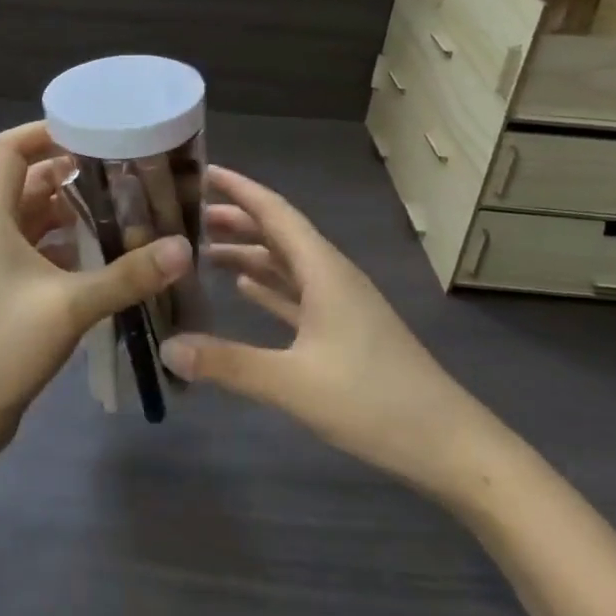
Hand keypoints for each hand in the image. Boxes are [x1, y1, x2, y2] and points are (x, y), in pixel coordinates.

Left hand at [0, 122, 191, 461]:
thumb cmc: (0, 347)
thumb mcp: (68, 307)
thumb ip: (126, 276)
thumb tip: (183, 248)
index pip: (9, 150)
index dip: (44, 132)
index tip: (91, 132)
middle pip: (29, 182)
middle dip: (73, 173)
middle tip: (124, 173)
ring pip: (38, 220)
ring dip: (75, 213)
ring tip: (125, 212)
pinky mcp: (8, 293)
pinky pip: (42, 254)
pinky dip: (71, 249)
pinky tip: (108, 260)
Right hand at [158, 165, 502, 501]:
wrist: (448, 445)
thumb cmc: (373, 401)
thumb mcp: (293, 383)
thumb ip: (228, 363)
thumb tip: (167, 347)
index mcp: (323, 270)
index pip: (275, 212)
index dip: (240, 189)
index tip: (202, 171)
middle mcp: (331, 275)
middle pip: (278, 233)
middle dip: (237, 219)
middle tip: (188, 214)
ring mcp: (341, 303)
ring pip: (287, 263)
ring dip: (250, 252)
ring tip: (204, 249)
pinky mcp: (345, 330)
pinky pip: (297, 293)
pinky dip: (269, 285)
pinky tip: (245, 288)